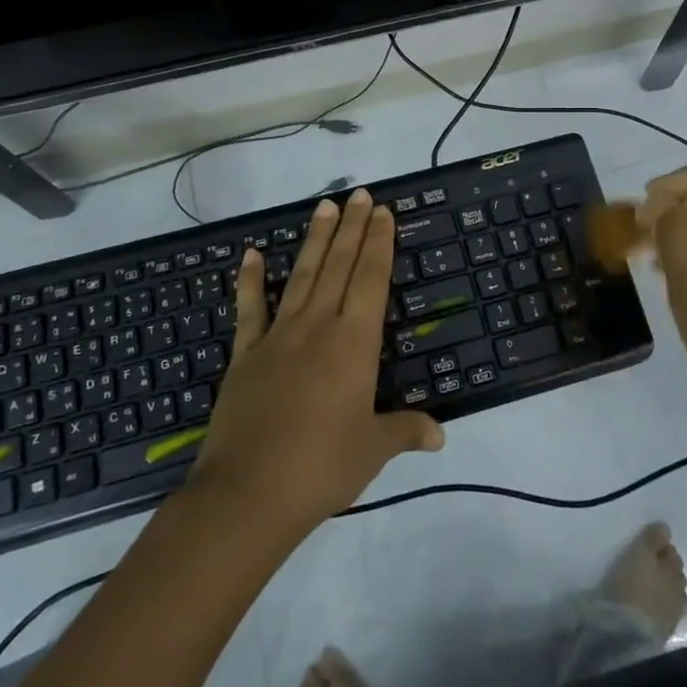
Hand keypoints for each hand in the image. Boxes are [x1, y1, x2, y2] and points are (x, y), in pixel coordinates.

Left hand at [190, 188, 444, 536]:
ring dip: (315, 240)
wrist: (248, 493)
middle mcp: (319, 326)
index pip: (372, 278)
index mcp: (354, 342)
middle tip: (359, 193)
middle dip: (352, 228)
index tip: (382, 211)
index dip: (379, 242)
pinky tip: (250, 255)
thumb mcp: (373, 449)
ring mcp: (278, 336)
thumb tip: (441, 435)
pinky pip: (250, 309)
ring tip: (324, 206)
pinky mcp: (246, 354)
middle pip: (340, 265)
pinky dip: (250, 281)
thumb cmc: (322, 467)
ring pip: (302, 276)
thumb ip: (406, 431)